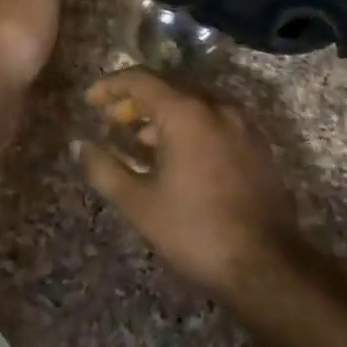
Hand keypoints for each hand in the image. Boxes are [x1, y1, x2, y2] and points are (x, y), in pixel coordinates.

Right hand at [75, 69, 301, 300]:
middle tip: (112, 122)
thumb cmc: (195, 231)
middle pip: (168, 88)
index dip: (111, 86)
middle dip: (136, 102)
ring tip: (141, 143)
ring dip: (164, 116)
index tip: (90, 101)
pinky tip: (180, 159)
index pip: (140, 79)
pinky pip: (216, 122)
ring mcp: (242, 125)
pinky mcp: (258, 147)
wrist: (267, 266)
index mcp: (186, 112)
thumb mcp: (139, 204)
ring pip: (194, 105)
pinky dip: (191, 128)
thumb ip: (104, 169)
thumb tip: (79, 145)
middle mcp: (216, 107)